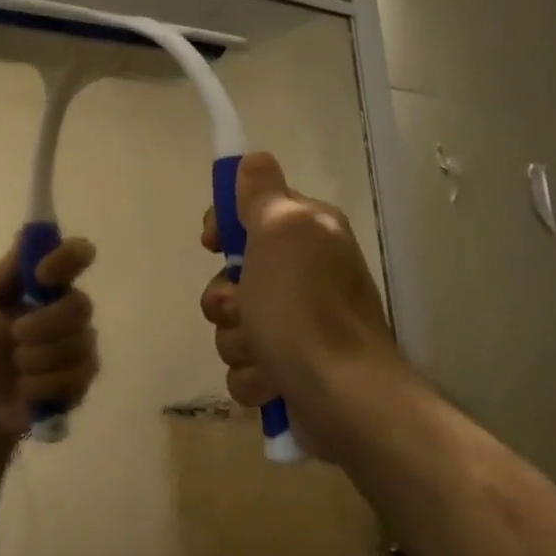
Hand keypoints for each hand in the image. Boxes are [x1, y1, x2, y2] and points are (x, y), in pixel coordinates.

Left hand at [0, 235, 99, 453]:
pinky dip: (46, 384)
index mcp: (42, 289)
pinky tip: (22, 391)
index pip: (76, 256)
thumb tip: (30, 235)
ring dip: (42, 356)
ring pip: (82, 345)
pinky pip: (78, 379)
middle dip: (48, 321)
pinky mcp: (73, 390)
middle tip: (15, 334)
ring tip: (15, 366)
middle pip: (82, 306)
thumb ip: (6, 274)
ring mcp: (73, 354)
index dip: (68, 258)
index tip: (42, 274)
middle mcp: (64, 316)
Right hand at [199, 153, 396, 460]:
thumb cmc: (305, 308)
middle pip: (231, 277)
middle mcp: (304, 276)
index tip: (213, 243)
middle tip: (245, 309)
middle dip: (227, 300)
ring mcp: (296, 327)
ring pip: (233, 326)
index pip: (249, 214)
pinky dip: (253, 377)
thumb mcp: (281, 232)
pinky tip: (273, 382)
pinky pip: (244, 366)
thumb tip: (254, 160)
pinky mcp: (288, 371)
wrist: (342, 395)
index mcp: (307, 235)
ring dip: (238, 342)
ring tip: (266, 354)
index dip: (224, 228)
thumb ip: (263, 194)